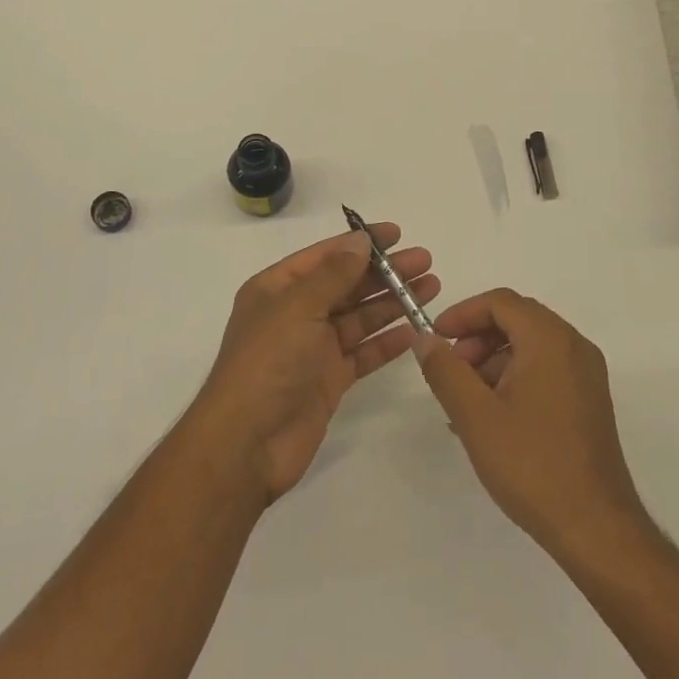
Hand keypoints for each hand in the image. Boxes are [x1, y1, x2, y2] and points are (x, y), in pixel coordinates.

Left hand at [186, 224, 437, 503]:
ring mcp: (312, 348)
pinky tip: (414, 330)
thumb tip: (360, 240)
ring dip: (392, 302)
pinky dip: (387, 341)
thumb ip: (333, 274)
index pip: (326, 255)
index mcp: (278, 288)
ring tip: (431, 288)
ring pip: (359, 317)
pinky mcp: (328, 380)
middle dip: (385, 272)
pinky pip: (363, 352)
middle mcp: (295, 313)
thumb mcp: (298, 308)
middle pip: (347, 284)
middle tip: (425, 261)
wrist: (246, 444)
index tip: (397, 234)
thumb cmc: (267, 363)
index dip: (361, 242)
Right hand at [415, 289, 646, 555]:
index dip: (463, 314)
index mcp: (550, 339)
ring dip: (493, 359)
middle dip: (477, 338)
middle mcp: (573, 346)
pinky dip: (515, 376)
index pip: (500, 302)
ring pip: (530, 345)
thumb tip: (423, 339)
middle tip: (451, 370)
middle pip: (516, 319)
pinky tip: (493, 416)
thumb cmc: (532, 465)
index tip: (436, 339)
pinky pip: (546, 368)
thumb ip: (445, 371)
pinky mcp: (589, 400)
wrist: (597, 530)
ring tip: (467, 400)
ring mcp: (586, 374)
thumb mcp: (475, 416)